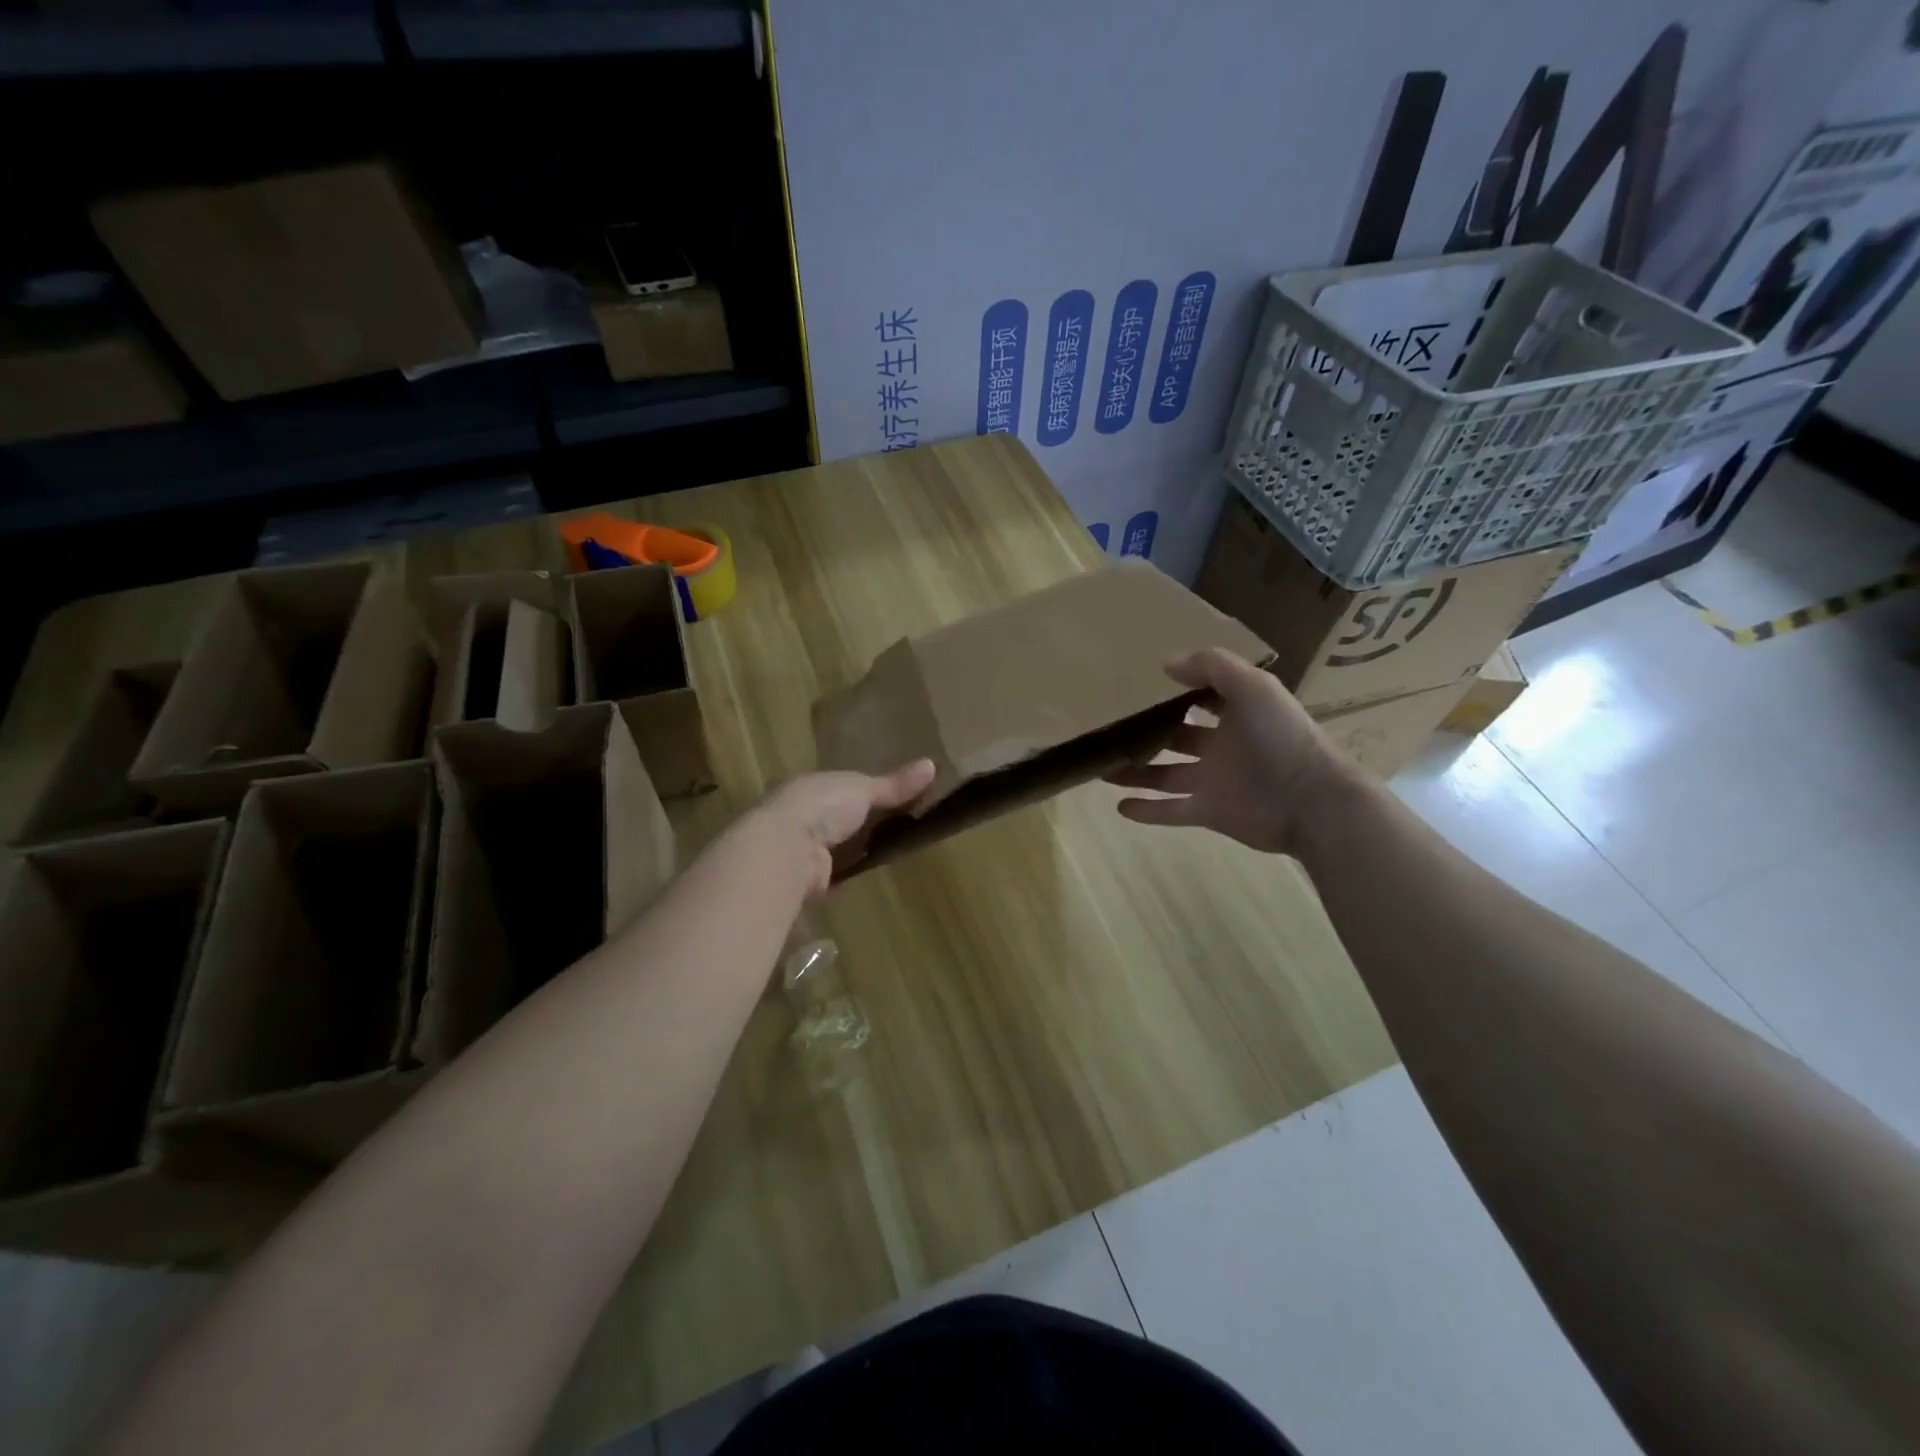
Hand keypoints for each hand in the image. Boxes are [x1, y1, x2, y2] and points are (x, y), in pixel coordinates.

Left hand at [753, 759, 935, 893]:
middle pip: (842, 817)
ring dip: (859, 848)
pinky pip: (836, 872)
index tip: (899, 797)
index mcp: (810, 785)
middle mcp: (801, 814)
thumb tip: (932, 764)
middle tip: (904, 826)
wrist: (784, 851)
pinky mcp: (807, 879)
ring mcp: (802, 848)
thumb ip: (895, 784)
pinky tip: (872, 872)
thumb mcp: (863, 788)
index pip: (843, 786)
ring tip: (896, 849)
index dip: (869, 791)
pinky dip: (852, 872)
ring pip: (840, 845)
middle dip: (866, 822)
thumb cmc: (821, 807)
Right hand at [1107, 649, 1339, 854]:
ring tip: (1103, 768)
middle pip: (1177, 738)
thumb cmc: (1282, 737)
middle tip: (1113, 729)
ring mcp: (1213, 781)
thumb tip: (1166, 664)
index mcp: (1237, 715)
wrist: (1311, 800)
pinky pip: (1170, 810)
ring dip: (1137, 773)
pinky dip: (1146, 810)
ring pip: (1165, 775)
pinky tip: (1119, 805)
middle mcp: (1222, 747)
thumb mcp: (1252, 687)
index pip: (1204, 699)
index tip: (1144, 685)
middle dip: (1150, 733)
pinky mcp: (1208, 812)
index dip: (1180, 691)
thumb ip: (1212, 667)